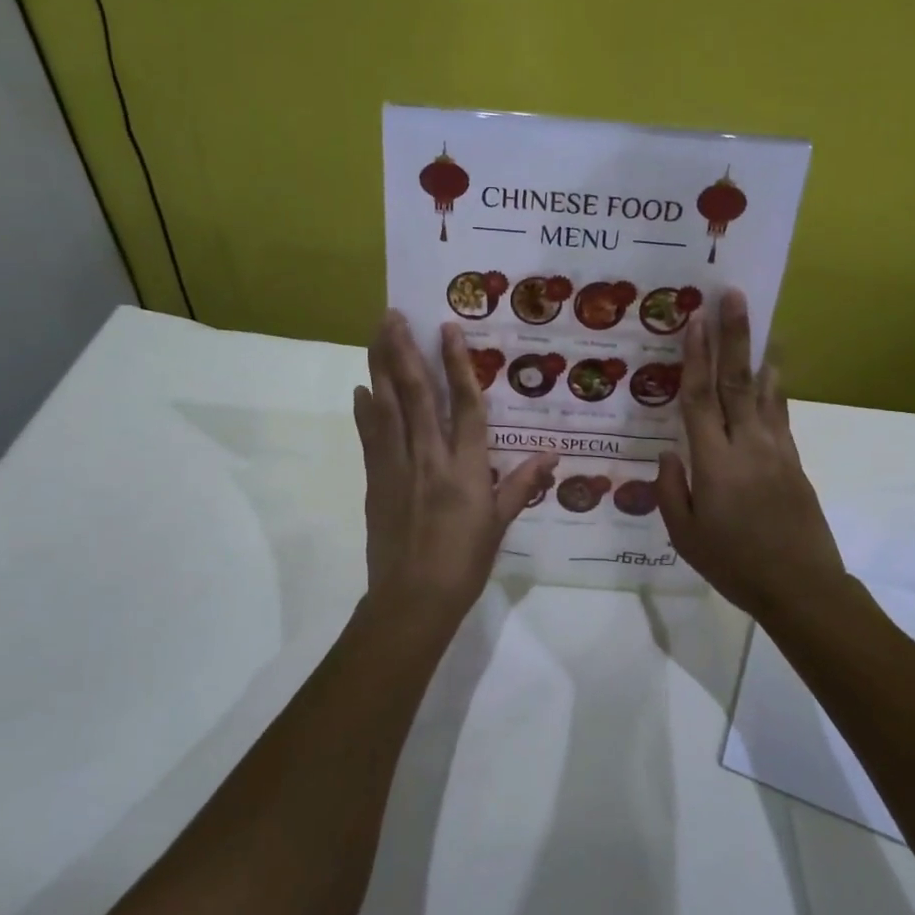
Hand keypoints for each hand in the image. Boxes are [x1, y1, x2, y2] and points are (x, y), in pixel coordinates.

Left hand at [353, 311, 556, 623]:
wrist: (412, 599)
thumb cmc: (464, 563)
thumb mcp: (500, 524)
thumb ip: (522, 484)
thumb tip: (553, 455)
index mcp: (466, 468)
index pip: (465, 405)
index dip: (457, 364)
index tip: (448, 329)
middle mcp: (430, 457)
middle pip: (416, 394)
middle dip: (404, 351)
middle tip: (393, 314)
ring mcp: (397, 467)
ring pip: (387, 407)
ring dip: (380, 367)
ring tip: (375, 334)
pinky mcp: (375, 480)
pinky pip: (370, 437)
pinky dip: (365, 410)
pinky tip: (361, 388)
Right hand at [656, 290, 848, 619]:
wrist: (802, 587)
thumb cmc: (735, 565)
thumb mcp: (686, 536)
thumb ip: (671, 490)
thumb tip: (669, 452)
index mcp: (715, 464)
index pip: (700, 400)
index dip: (694, 358)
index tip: (693, 322)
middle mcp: (748, 446)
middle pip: (737, 381)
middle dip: (733, 336)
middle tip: (732, 296)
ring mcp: (776, 450)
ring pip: (765, 391)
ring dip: (758, 352)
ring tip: (757, 319)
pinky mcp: (794, 460)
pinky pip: (780, 413)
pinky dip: (776, 386)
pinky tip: (773, 370)